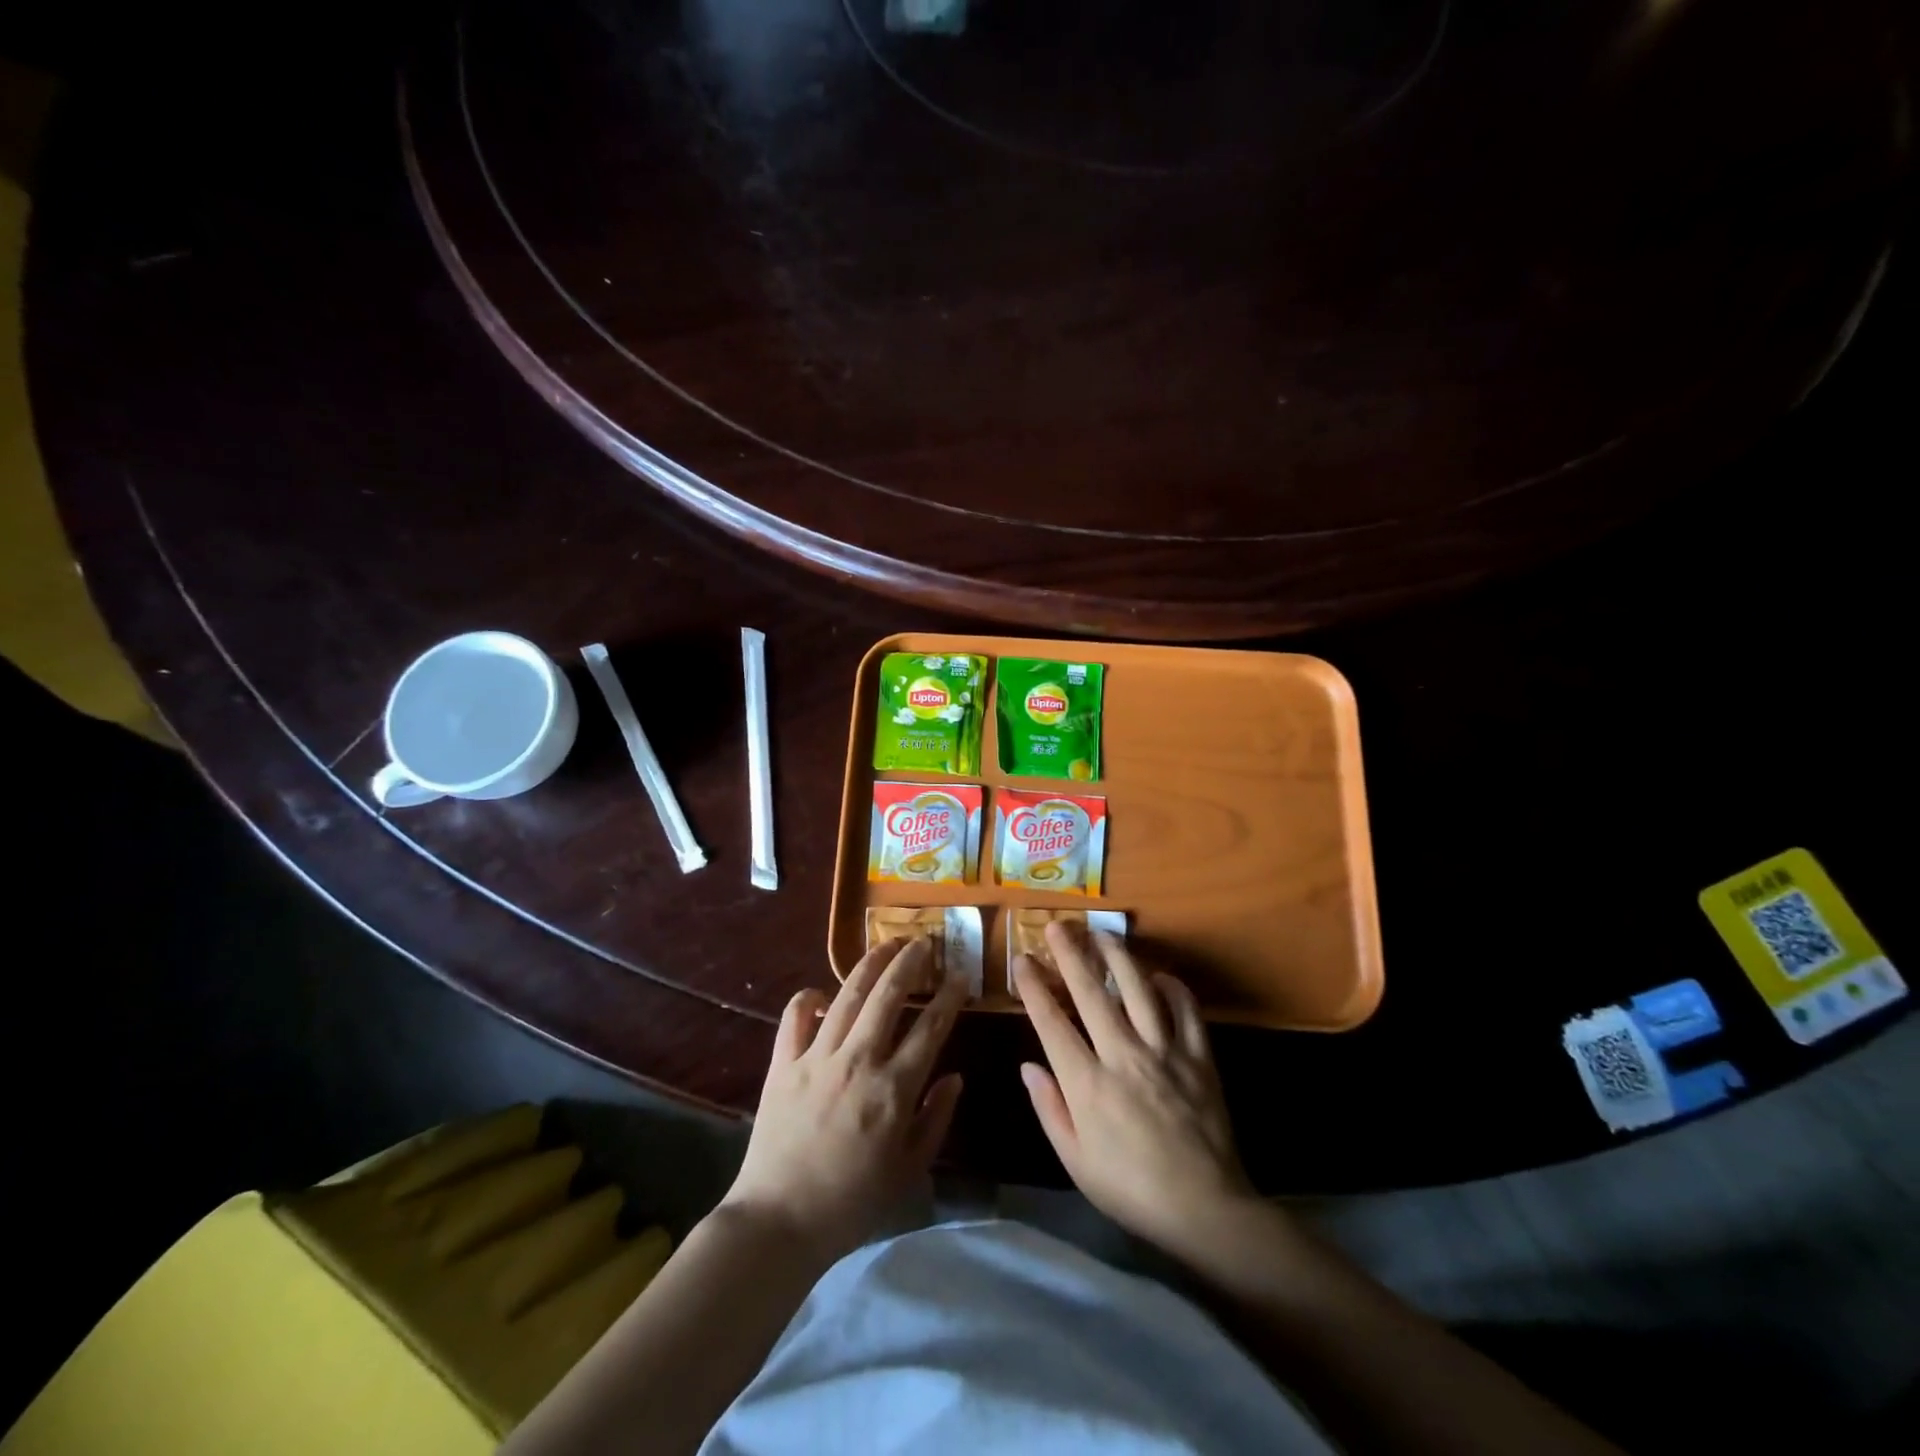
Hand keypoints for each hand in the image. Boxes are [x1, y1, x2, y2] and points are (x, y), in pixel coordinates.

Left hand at [721, 938, 965, 1264]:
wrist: (779, 1222)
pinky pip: (794, 1016)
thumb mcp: (909, 1170)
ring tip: (886, 944)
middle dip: (910, 962)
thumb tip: (954, 1076)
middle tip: (924, 941)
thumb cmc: (852, 1202)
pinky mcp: (782, 1064)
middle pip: (887, 995)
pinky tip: (821, 993)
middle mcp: (857, 1061)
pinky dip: (807, 998)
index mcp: (893, 1089)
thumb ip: (936, 1119)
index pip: (929, 1028)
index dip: (948, 997)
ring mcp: (816, 1058)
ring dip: (870, 964)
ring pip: (847, 995)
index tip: (960, 976)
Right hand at [1015, 924, 1253, 1256]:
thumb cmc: (1131, 1190)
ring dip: (1117, 956)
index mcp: (1088, 1084)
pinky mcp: (1199, 1057)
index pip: (1052, 1023)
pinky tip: (1159, 975)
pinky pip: (1187, 1010)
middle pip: (1091, 993)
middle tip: (1056, 925)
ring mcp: (1165, 1052)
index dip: (1034, 988)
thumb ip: (1050, 1109)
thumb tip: (1029, 1065)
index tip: (1022, 960)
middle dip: (1070, 955)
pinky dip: (1173, 987)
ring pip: (1138, 989)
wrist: (1206, 1211)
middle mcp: (1123, 1056)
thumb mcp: (1076, 1162)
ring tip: (1102, 932)